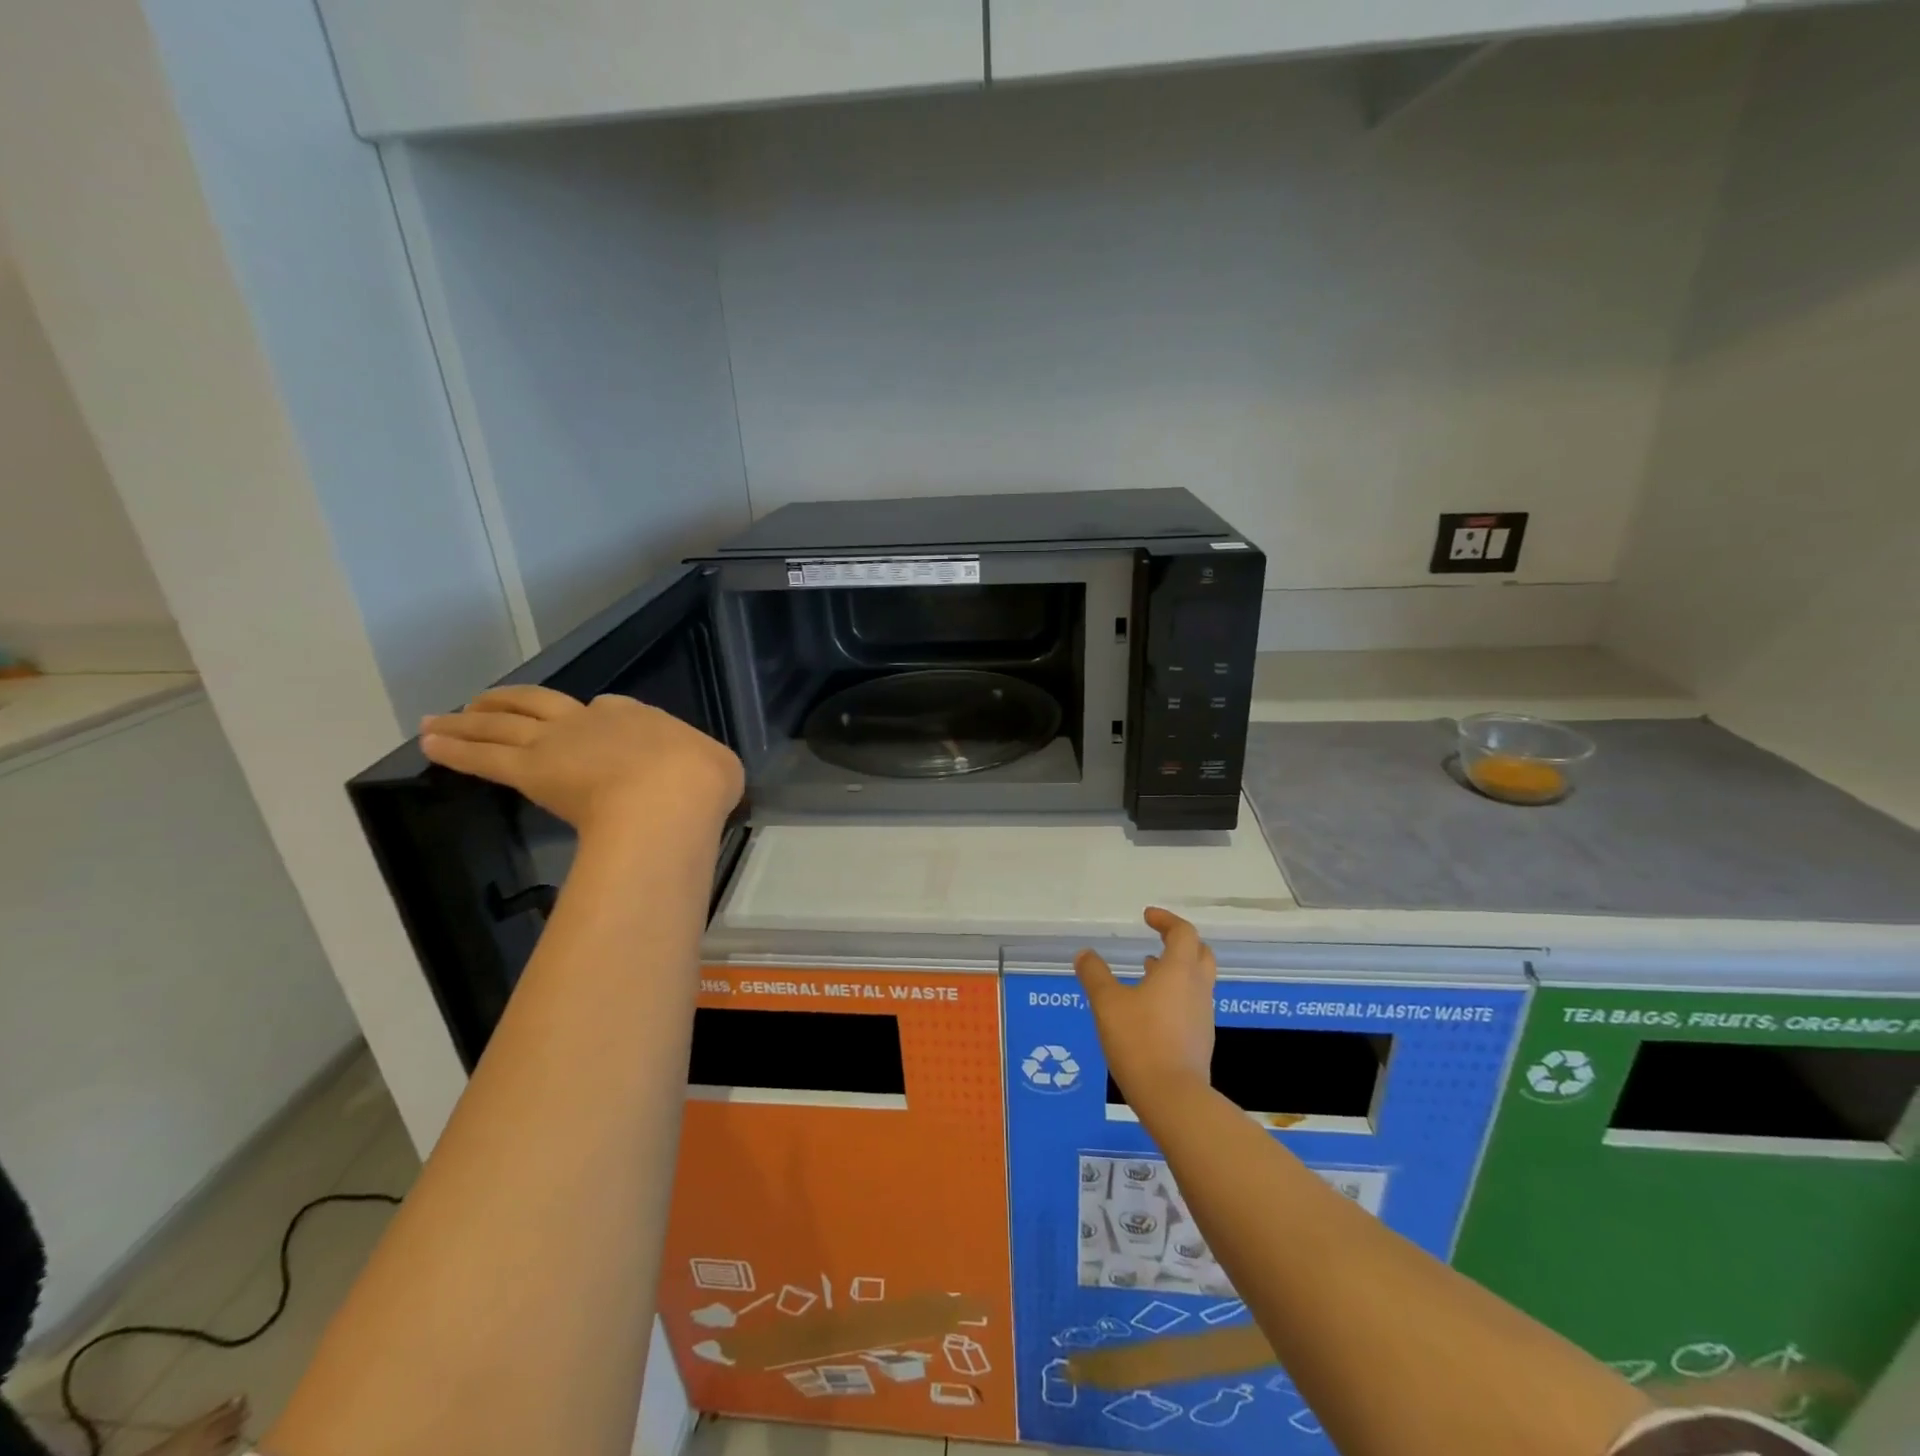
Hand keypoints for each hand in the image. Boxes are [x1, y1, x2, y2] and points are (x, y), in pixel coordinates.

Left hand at [420, 685, 743, 839]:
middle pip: (542, 704)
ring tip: (439, 718)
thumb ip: (700, 766)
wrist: (670, 796)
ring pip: (504, 724)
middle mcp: (593, 719)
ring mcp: (558, 741)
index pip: (607, 709)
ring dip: (470, 719)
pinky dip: (454, 748)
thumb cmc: (700, 783)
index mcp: (639, 717)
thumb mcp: (718, 768)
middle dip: (513, 703)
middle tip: (485, 704)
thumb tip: (703, 777)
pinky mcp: (530, 769)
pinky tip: (428, 743)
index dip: (593, 717)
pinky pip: (483, 756)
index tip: (586, 726)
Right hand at [1075, 908, 1216, 1107]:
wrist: (1173, 1098)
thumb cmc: (1139, 1041)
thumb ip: (1095, 975)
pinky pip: (1192, 1004)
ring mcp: (1203, 1016)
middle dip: (1180, 942)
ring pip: (1197, 980)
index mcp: (1179, 971)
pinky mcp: (1200, 1040)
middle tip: (1158, 940)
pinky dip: (1175, 994)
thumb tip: (1085, 954)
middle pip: (1200, 953)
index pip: (1183, 932)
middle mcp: (1197, 988)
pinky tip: (1151, 1009)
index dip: (1166, 920)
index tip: (1147, 917)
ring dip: (1176, 969)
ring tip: (1148, 971)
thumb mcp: (1107, 1003)